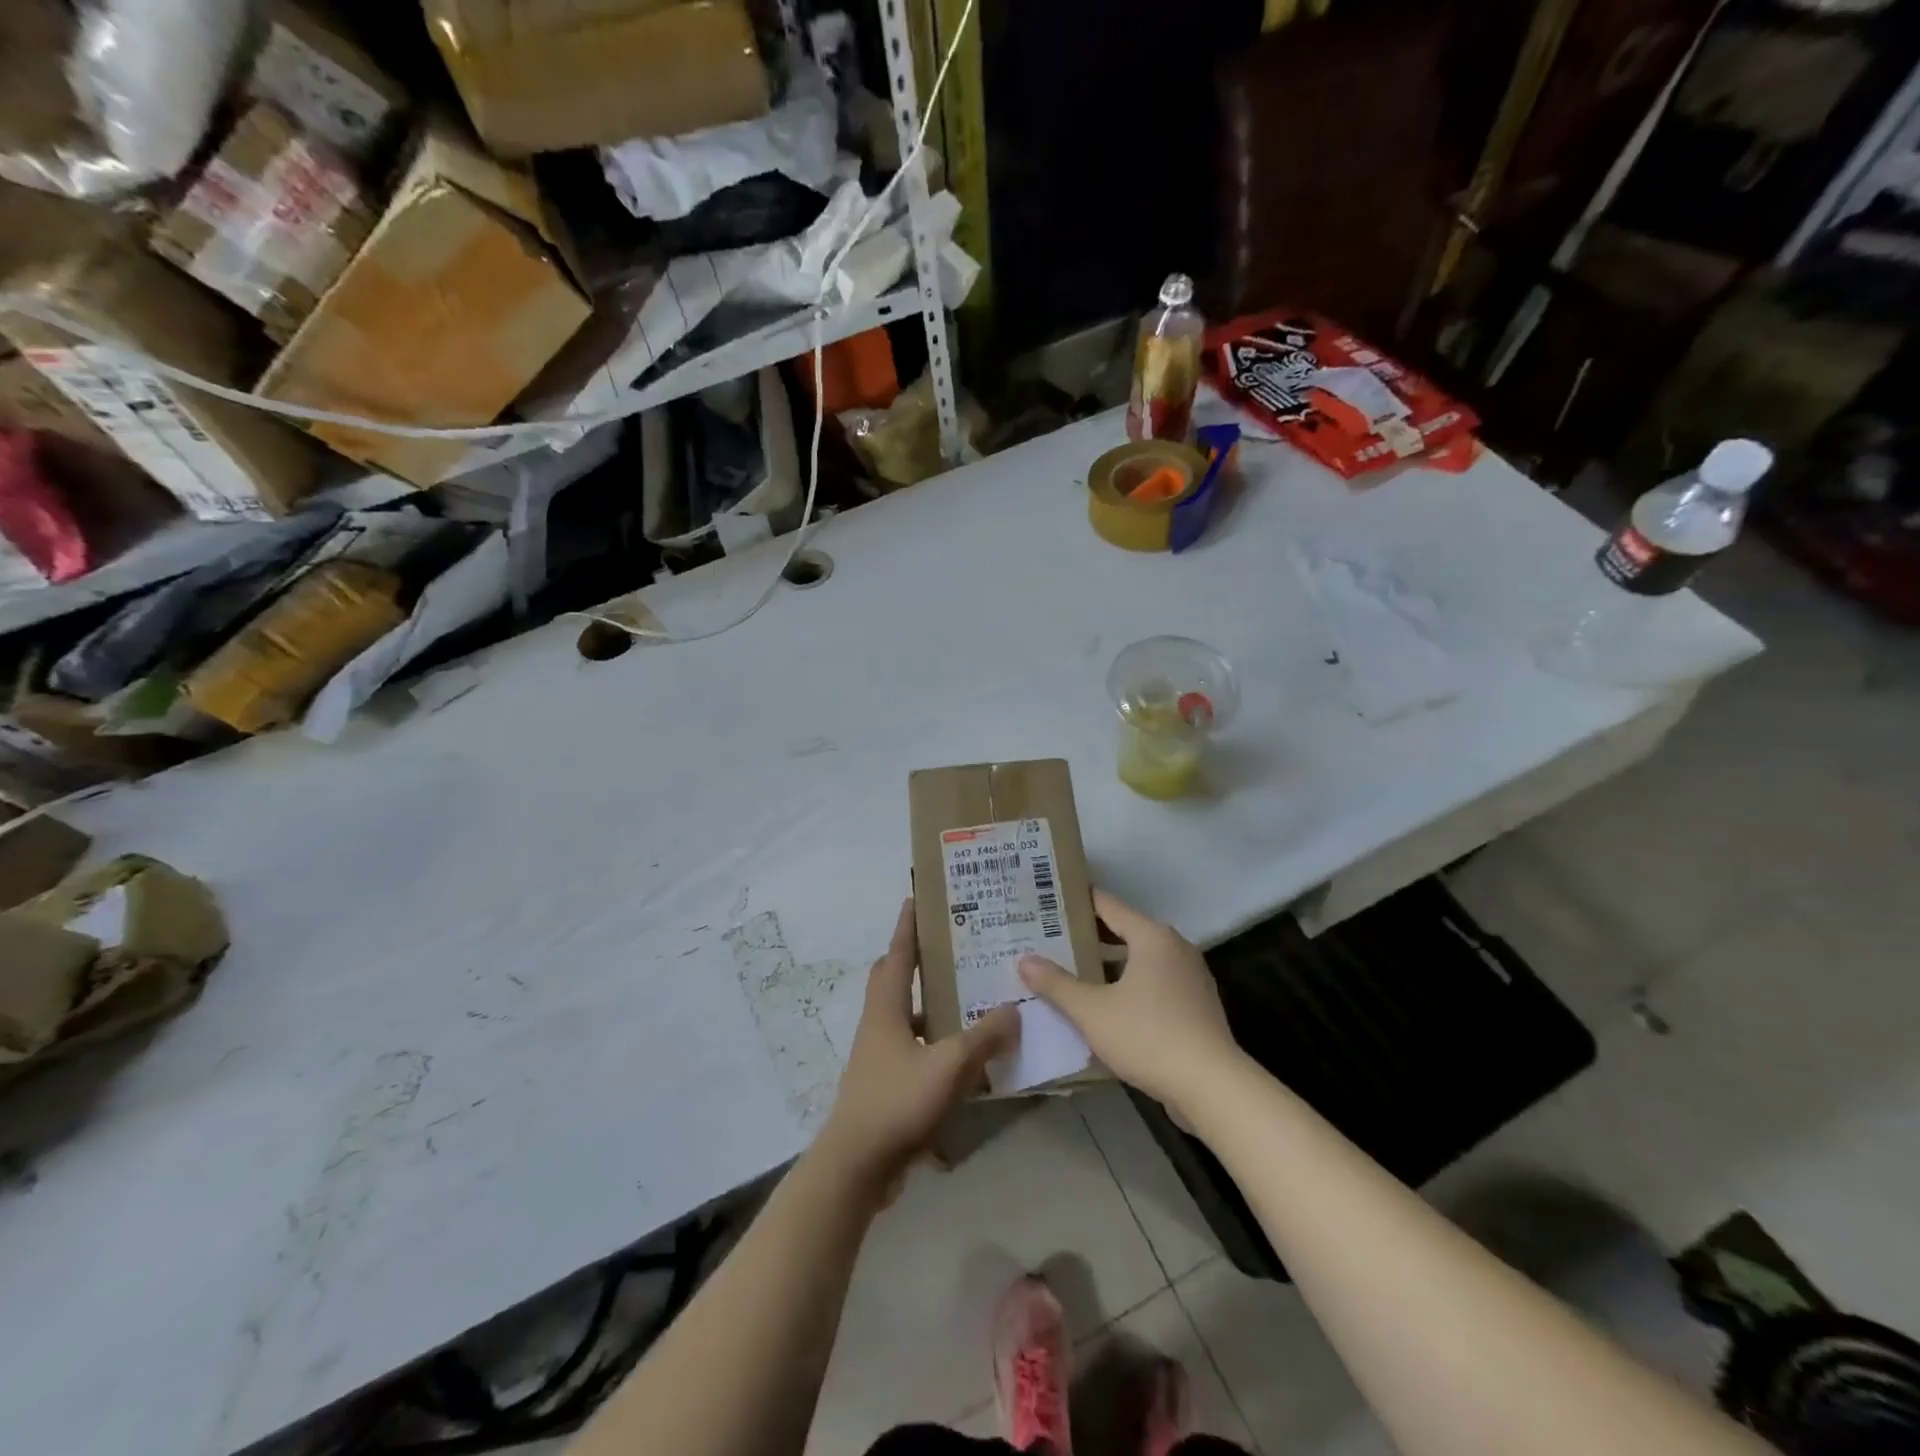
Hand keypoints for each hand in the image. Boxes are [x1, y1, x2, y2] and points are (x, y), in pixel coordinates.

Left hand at [816, 899, 1018, 1192]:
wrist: (856, 1166)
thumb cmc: (897, 1102)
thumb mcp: (949, 1066)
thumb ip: (984, 1037)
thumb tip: (1014, 1008)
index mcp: (886, 1008)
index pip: (897, 955)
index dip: (907, 926)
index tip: (916, 898)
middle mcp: (878, 1024)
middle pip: (893, 979)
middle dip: (915, 959)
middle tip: (949, 946)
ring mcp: (878, 1056)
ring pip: (905, 1015)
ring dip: (929, 1003)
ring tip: (965, 996)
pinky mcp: (884, 1084)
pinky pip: (912, 1048)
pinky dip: (934, 1043)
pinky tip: (962, 1056)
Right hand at [1018, 888, 1238, 1114]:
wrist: (1212, 1087)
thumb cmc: (1148, 1036)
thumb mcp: (1092, 1011)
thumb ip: (1056, 984)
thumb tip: (1024, 959)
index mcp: (1152, 937)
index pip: (1108, 905)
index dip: (1078, 901)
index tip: (1049, 900)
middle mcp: (1175, 948)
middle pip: (1125, 930)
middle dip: (1089, 935)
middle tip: (1051, 937)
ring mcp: (1191, 977)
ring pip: (1140, 959)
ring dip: (1109, 963)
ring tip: (1072, 969)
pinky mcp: (1196, 1005)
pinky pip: (1155, 981)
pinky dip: (1130, 983)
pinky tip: (1106, 1003)